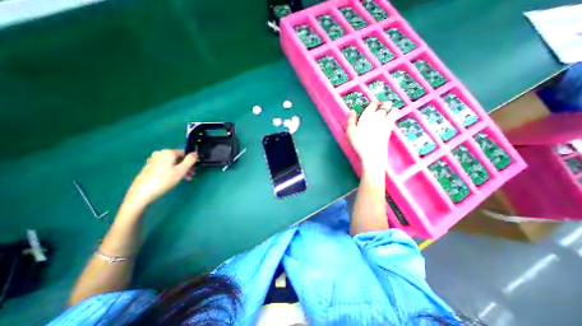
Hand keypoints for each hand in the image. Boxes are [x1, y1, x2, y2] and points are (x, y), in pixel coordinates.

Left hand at [122, 150, 197, 207]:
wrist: (142, 193)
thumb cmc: (165, 180)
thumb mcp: (182, 170)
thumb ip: (190, 160)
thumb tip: (195, 153)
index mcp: (168, 152)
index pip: (184, 153)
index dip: (191, 161)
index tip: (195, 169)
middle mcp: (160, 154)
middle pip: (178, 159)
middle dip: (186, 167)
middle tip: (191, 175)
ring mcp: (153, 160)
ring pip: (172, 164)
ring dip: (180, 170)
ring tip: (185, 179)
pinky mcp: (149, 168)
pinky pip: (165, 167)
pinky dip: (172, 171)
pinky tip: (174, 179)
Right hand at [347, 102, 398, 172]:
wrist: (372, 153)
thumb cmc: (359, 142)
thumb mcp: (350, 131)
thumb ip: (351, 120)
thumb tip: (352, 111)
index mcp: (367, 115)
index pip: (373, 103)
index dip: (373, 104)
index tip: (371, 106)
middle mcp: (379, 116)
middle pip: (386, 104)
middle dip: (384, 104)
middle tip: (380, 108)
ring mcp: (387, 122)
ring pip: (393, 110)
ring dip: (391, 109)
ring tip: (386, 112)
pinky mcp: (391, 129)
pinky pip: (394, 118)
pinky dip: (393, 116)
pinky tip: (388, 120)